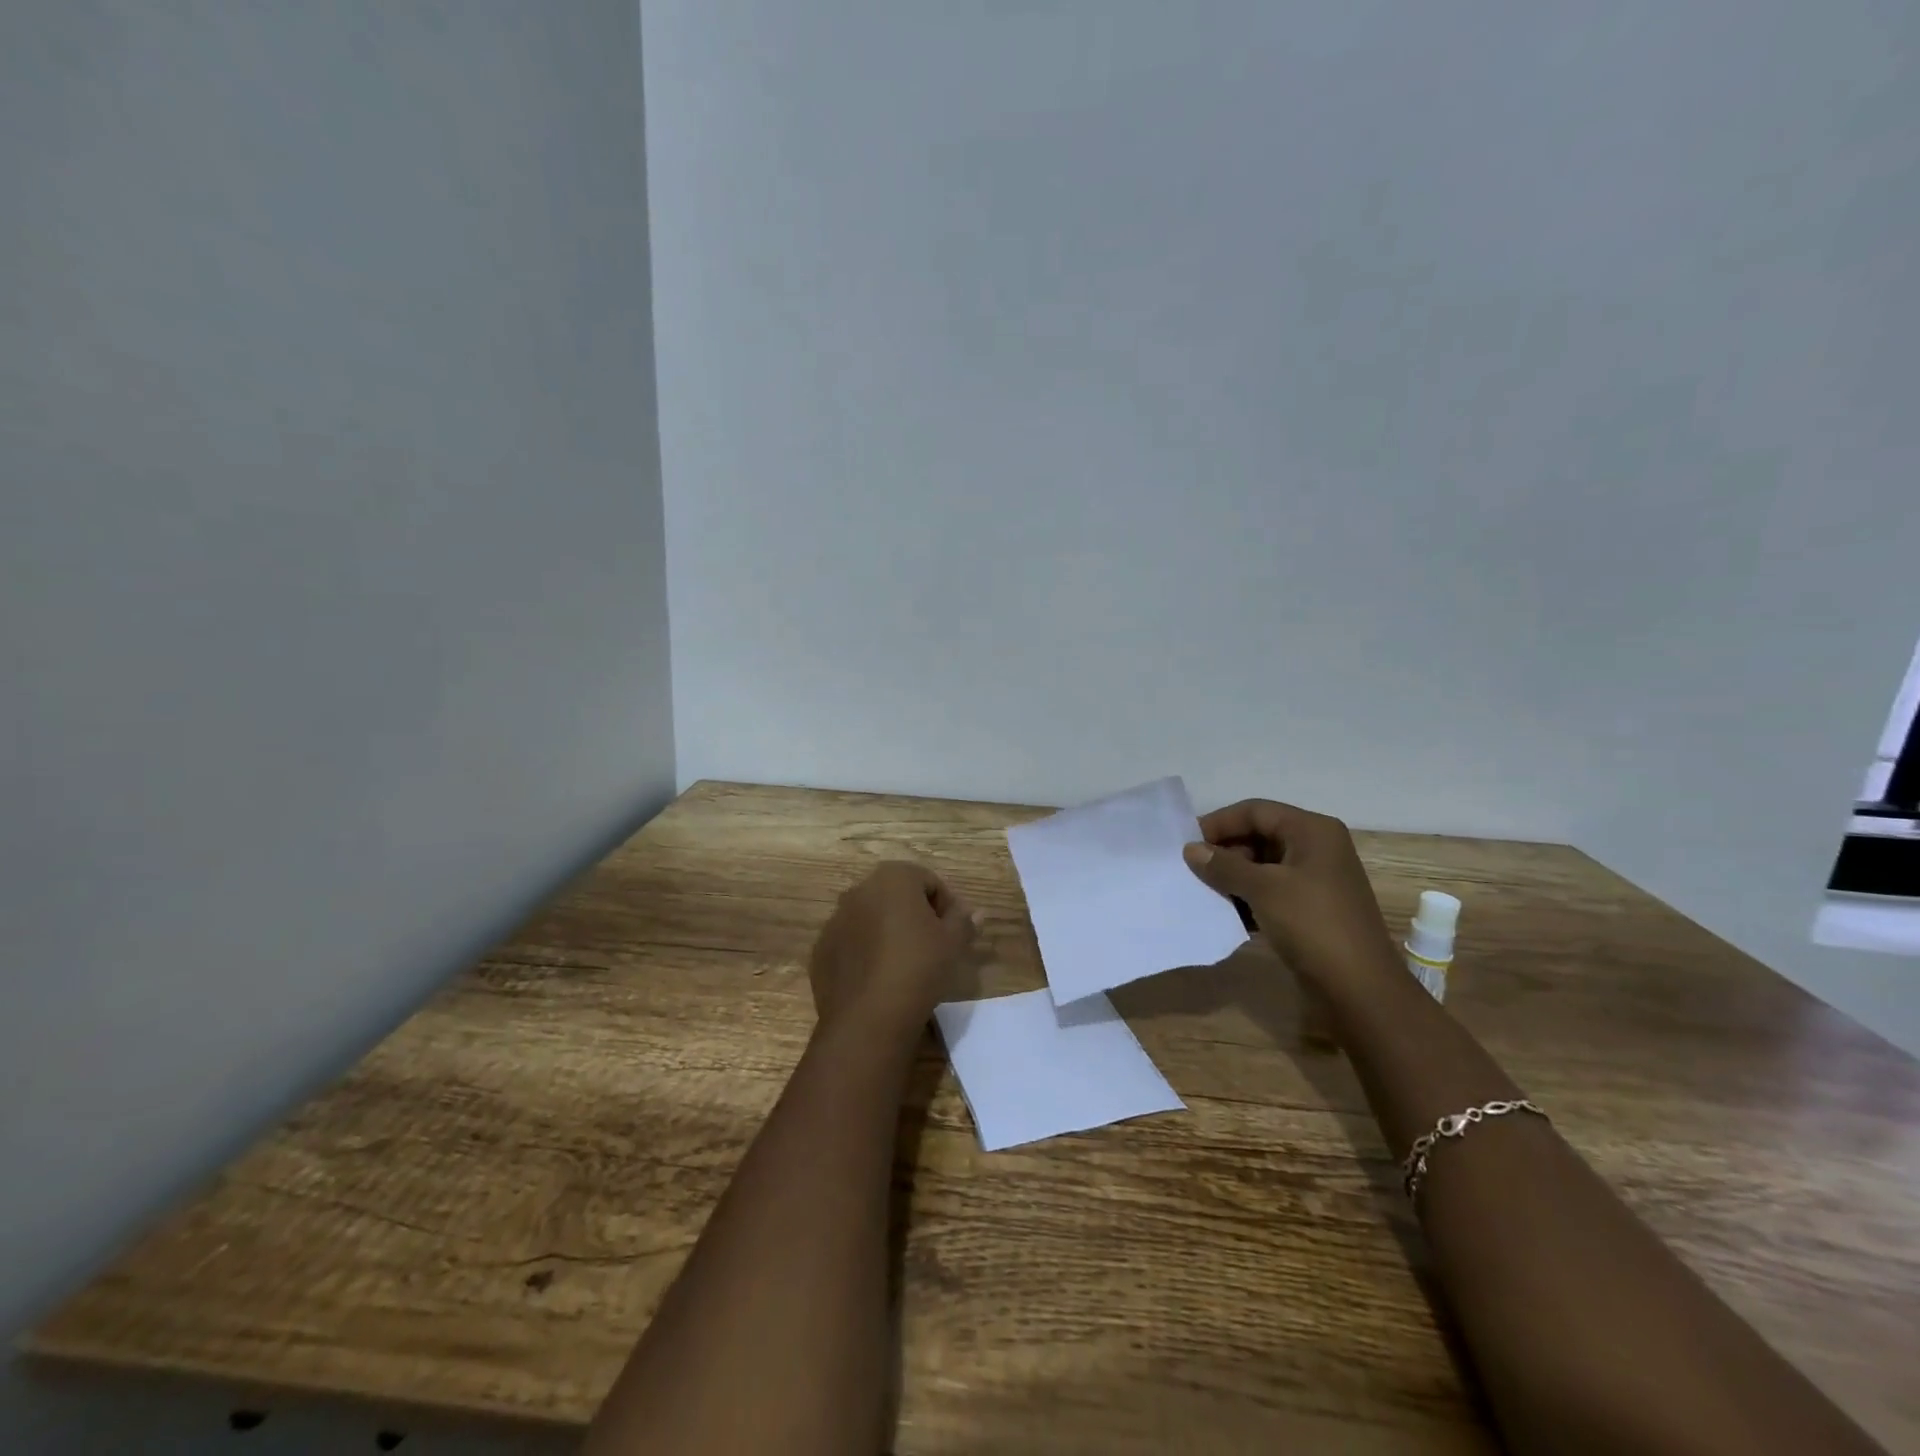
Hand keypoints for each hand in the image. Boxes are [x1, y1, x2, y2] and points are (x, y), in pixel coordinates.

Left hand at [809, 861, 979, 1037]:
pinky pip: (851, 942)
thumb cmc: (918, 968)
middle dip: (916, 914)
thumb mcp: (953, 944)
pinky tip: (879, 978)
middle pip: (897, 895)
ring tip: (905, 964)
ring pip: (871, 918)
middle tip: (933, 946)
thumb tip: (976, 912)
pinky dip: (865, 952)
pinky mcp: (821, 949)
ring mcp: (835, 919)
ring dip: (888, 931)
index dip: (946, 905)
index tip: (954, 933)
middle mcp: (859, 889)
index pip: (928, 881)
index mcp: (893, 877)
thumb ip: (964, 921)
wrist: (868, 1017)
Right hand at [1182, 800, 1400, 989]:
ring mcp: (1316, 880)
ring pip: (1263, 866)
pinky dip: (1247, 897)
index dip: (1220, 823)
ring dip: (1233, 876)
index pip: (1256, 811)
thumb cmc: (1313, 925)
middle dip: (1225, 851)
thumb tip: (1190, 849)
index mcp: (1312, 831)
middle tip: (1192, 869)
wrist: (1359, 989)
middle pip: (1259, 835)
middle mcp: (1317, 848)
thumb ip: (1224, 865)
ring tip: (1203, 891)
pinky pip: (1271, 891)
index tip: (1186, 843)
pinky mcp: (1311, 909)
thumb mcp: (1263, 889)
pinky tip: (1226, 913)